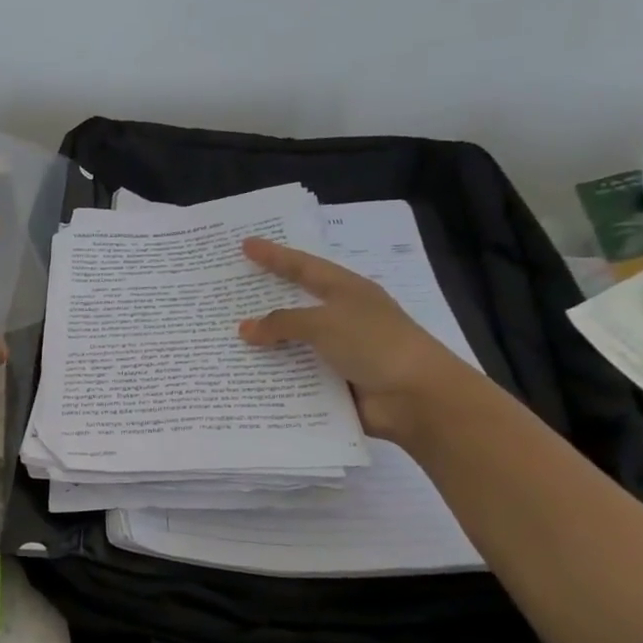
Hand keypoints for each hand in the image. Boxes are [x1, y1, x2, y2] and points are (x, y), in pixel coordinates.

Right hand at [237, 238, 476, 442]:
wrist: (416, 397)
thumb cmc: (374, 344)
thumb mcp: (325, 323)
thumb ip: (282, 323)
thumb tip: (245, 329)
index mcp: (346, 291)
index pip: (302, 267)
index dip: (274, 255)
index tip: (246, 245)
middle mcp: (342, 317)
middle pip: (295, 304)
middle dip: (264, 300)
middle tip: (229, 291)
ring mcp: (339, 352)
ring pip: (293, 343)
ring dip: (265, 344)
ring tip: (225, 339)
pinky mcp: (335, 382)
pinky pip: (297, 375)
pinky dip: (275, 376)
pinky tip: (245, 377)